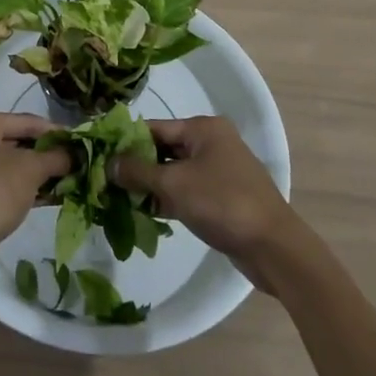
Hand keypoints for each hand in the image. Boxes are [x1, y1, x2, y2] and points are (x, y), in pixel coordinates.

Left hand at [0, 111, 71, 258]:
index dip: (54, 131)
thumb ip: (56, 157)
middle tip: (70, 162)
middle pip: (13, 142)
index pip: (24, 121)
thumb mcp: (31, 169)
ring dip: (33, 173)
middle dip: (43, 155)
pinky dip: (18, 187)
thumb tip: (75, 154)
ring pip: (4, 165)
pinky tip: (45, 197)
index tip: (76, 140)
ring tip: (63, 180)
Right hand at [112, 117, 300, 283]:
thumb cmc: (223, 203)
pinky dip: (168, 200)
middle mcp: (212, 142)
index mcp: (203, 128)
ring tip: (119, 200)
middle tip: (106, 182)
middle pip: (163, 149)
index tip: (100, 157)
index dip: (126, 142)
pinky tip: (145, 215)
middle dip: (137, 166)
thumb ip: (138, 172)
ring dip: (150, 186)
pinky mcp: (223, 197)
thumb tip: (108, 163)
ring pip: (174, 172)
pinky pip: (187, 191)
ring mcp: (219, 170)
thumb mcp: (174, 184)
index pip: (154, 128)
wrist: (274, 248)